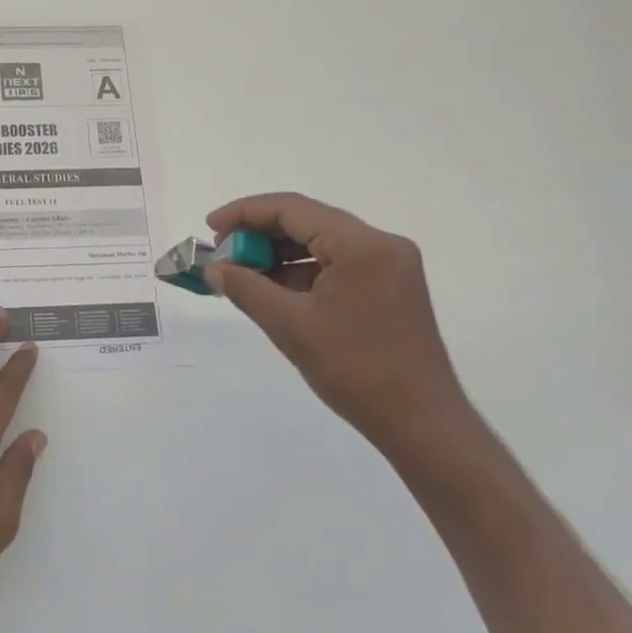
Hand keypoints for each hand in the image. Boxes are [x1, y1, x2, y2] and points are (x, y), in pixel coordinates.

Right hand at [204, 193, 467, 449]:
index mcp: (362, 245)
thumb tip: (213, 268)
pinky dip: (301, 271)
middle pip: (307, 221)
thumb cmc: (355, 370)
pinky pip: (335, 263)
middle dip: (260, 233)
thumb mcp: (290, 326)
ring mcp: (389, 265)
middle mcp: (381, 244)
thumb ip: (246, 288)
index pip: (293, 209)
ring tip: (241, 273)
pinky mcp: (389, 286)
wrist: (421, 423)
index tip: (210, 229)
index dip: (245, 213)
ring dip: (279, 253)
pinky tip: (273, 288)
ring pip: (320, 242)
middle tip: (222, 254)